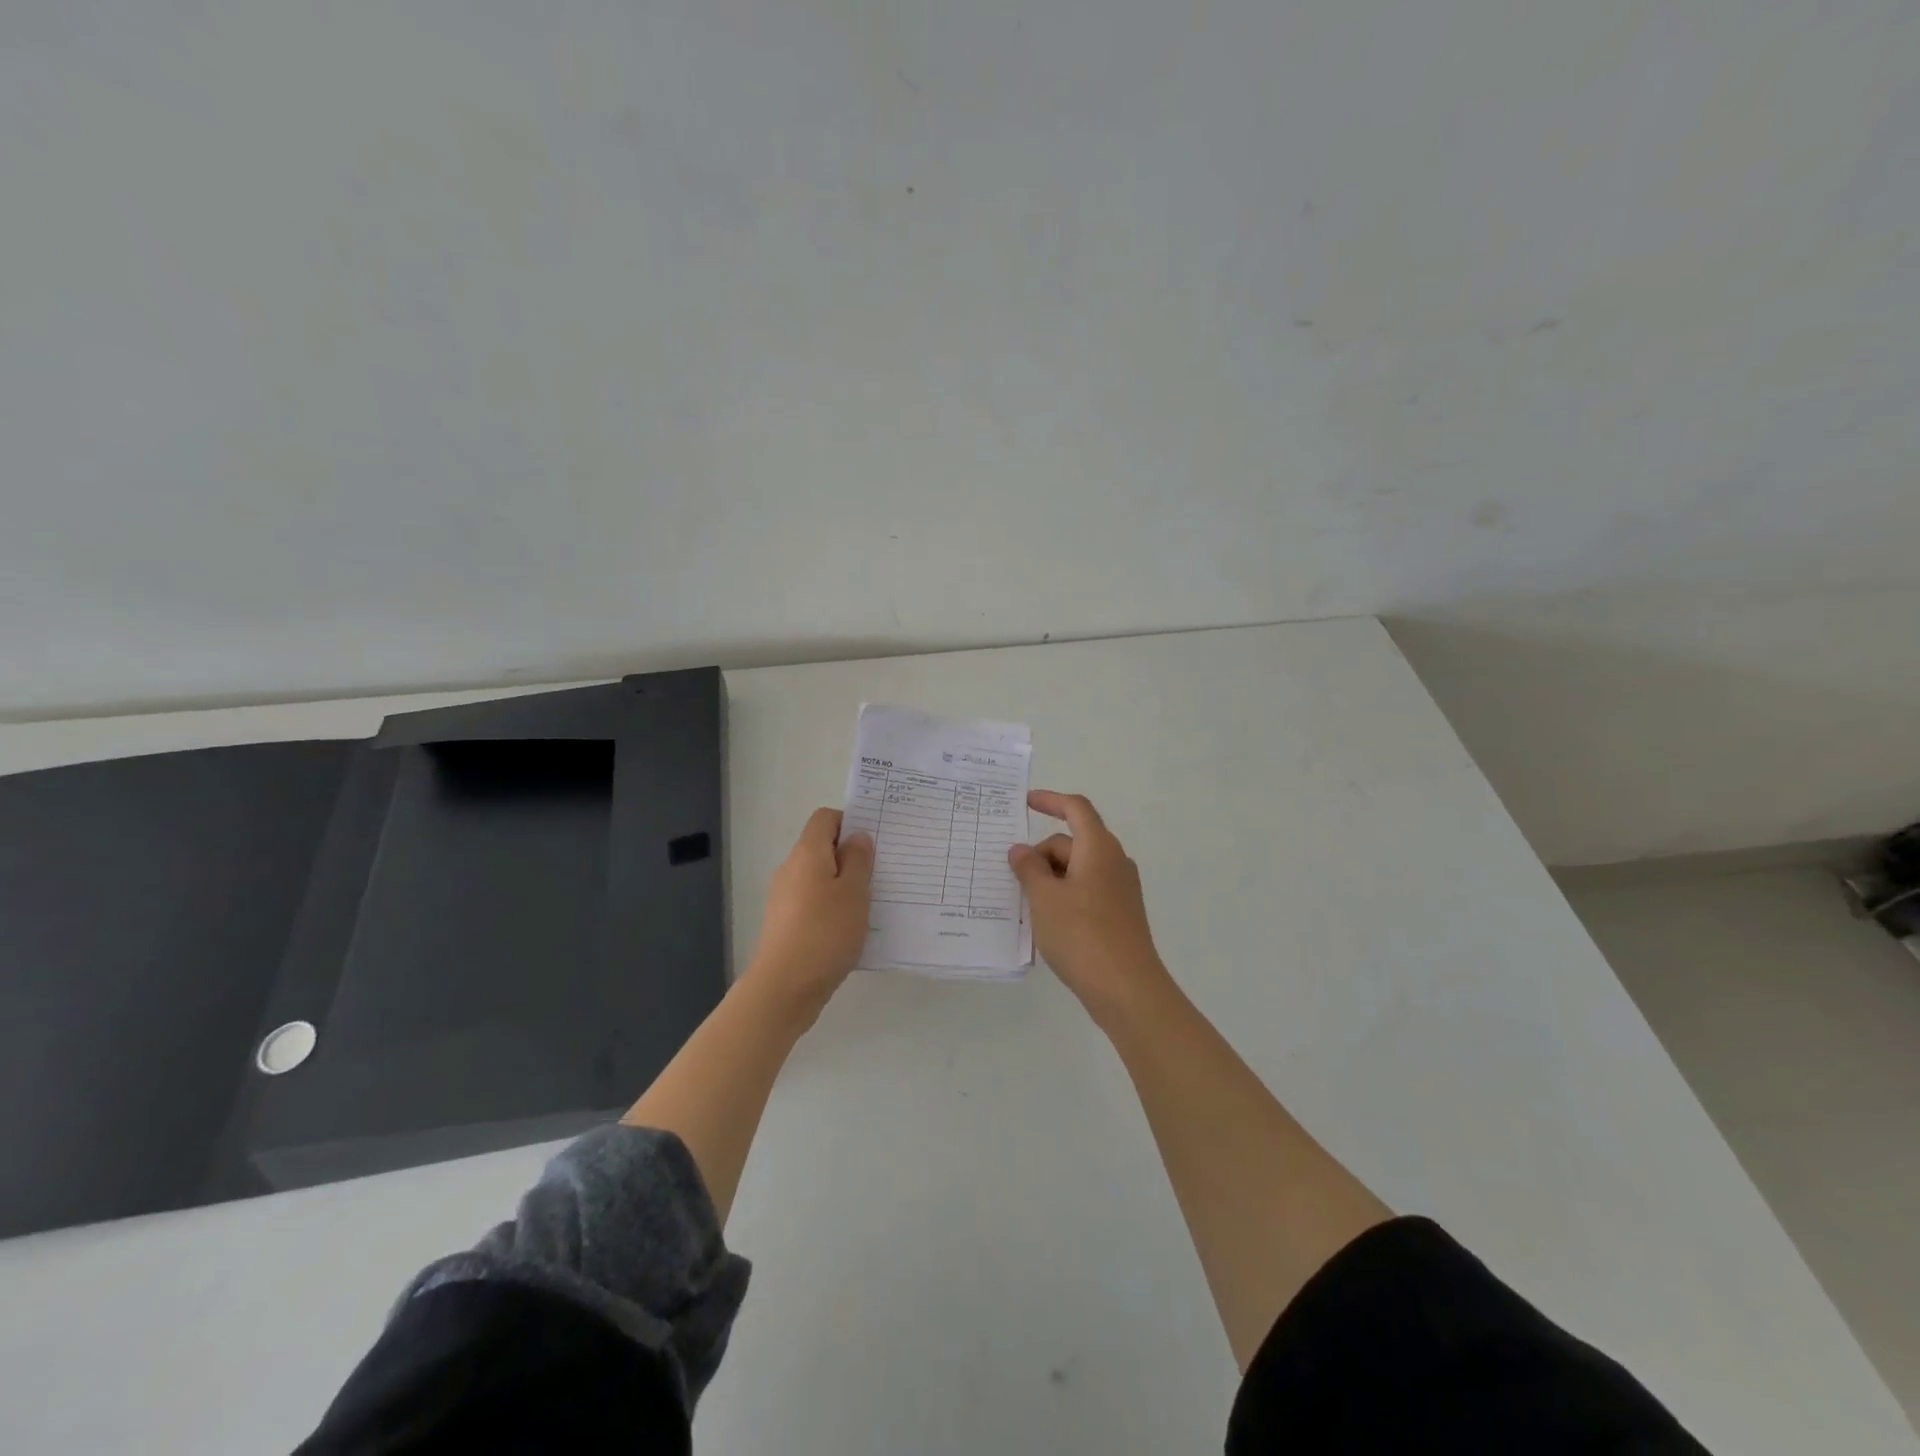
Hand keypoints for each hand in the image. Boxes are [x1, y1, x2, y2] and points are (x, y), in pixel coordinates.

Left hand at [744, 808, 874, 1021]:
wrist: (785, 987)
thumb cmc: (825, 932)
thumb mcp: (854, 892)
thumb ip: (858, 860)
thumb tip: (856, 837)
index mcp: (807, 853)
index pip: (825, 818)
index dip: (849, 822)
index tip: (873, 843)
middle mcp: (791, 869)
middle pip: (821, 848)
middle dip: (850, 857)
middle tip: (880, 874)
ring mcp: (784, 898)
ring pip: (818, 878)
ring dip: (842, 885)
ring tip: (871, 904)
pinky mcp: (785, 924)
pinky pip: (813, 904)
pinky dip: (831, 908)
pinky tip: (850, 930)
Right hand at [1008, 791, 1173, 1028]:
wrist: (1127, 989)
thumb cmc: (1082, 934)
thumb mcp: (1044, 898)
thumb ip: (1029, 868)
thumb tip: (1021, 850)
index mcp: (1099, 848)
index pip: (1076, 809)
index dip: (1051, 800)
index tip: (1026, 802)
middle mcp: (1114, 862)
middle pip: (1073, 842)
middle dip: (1042, 853)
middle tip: (1013, 879)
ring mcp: (1120, 889)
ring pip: (1078, 869)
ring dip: (1051, 878)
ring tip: (1026, 904)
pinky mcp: (1120, 914)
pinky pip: (1087, 891)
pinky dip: (1065, 895)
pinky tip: (1048, 922)